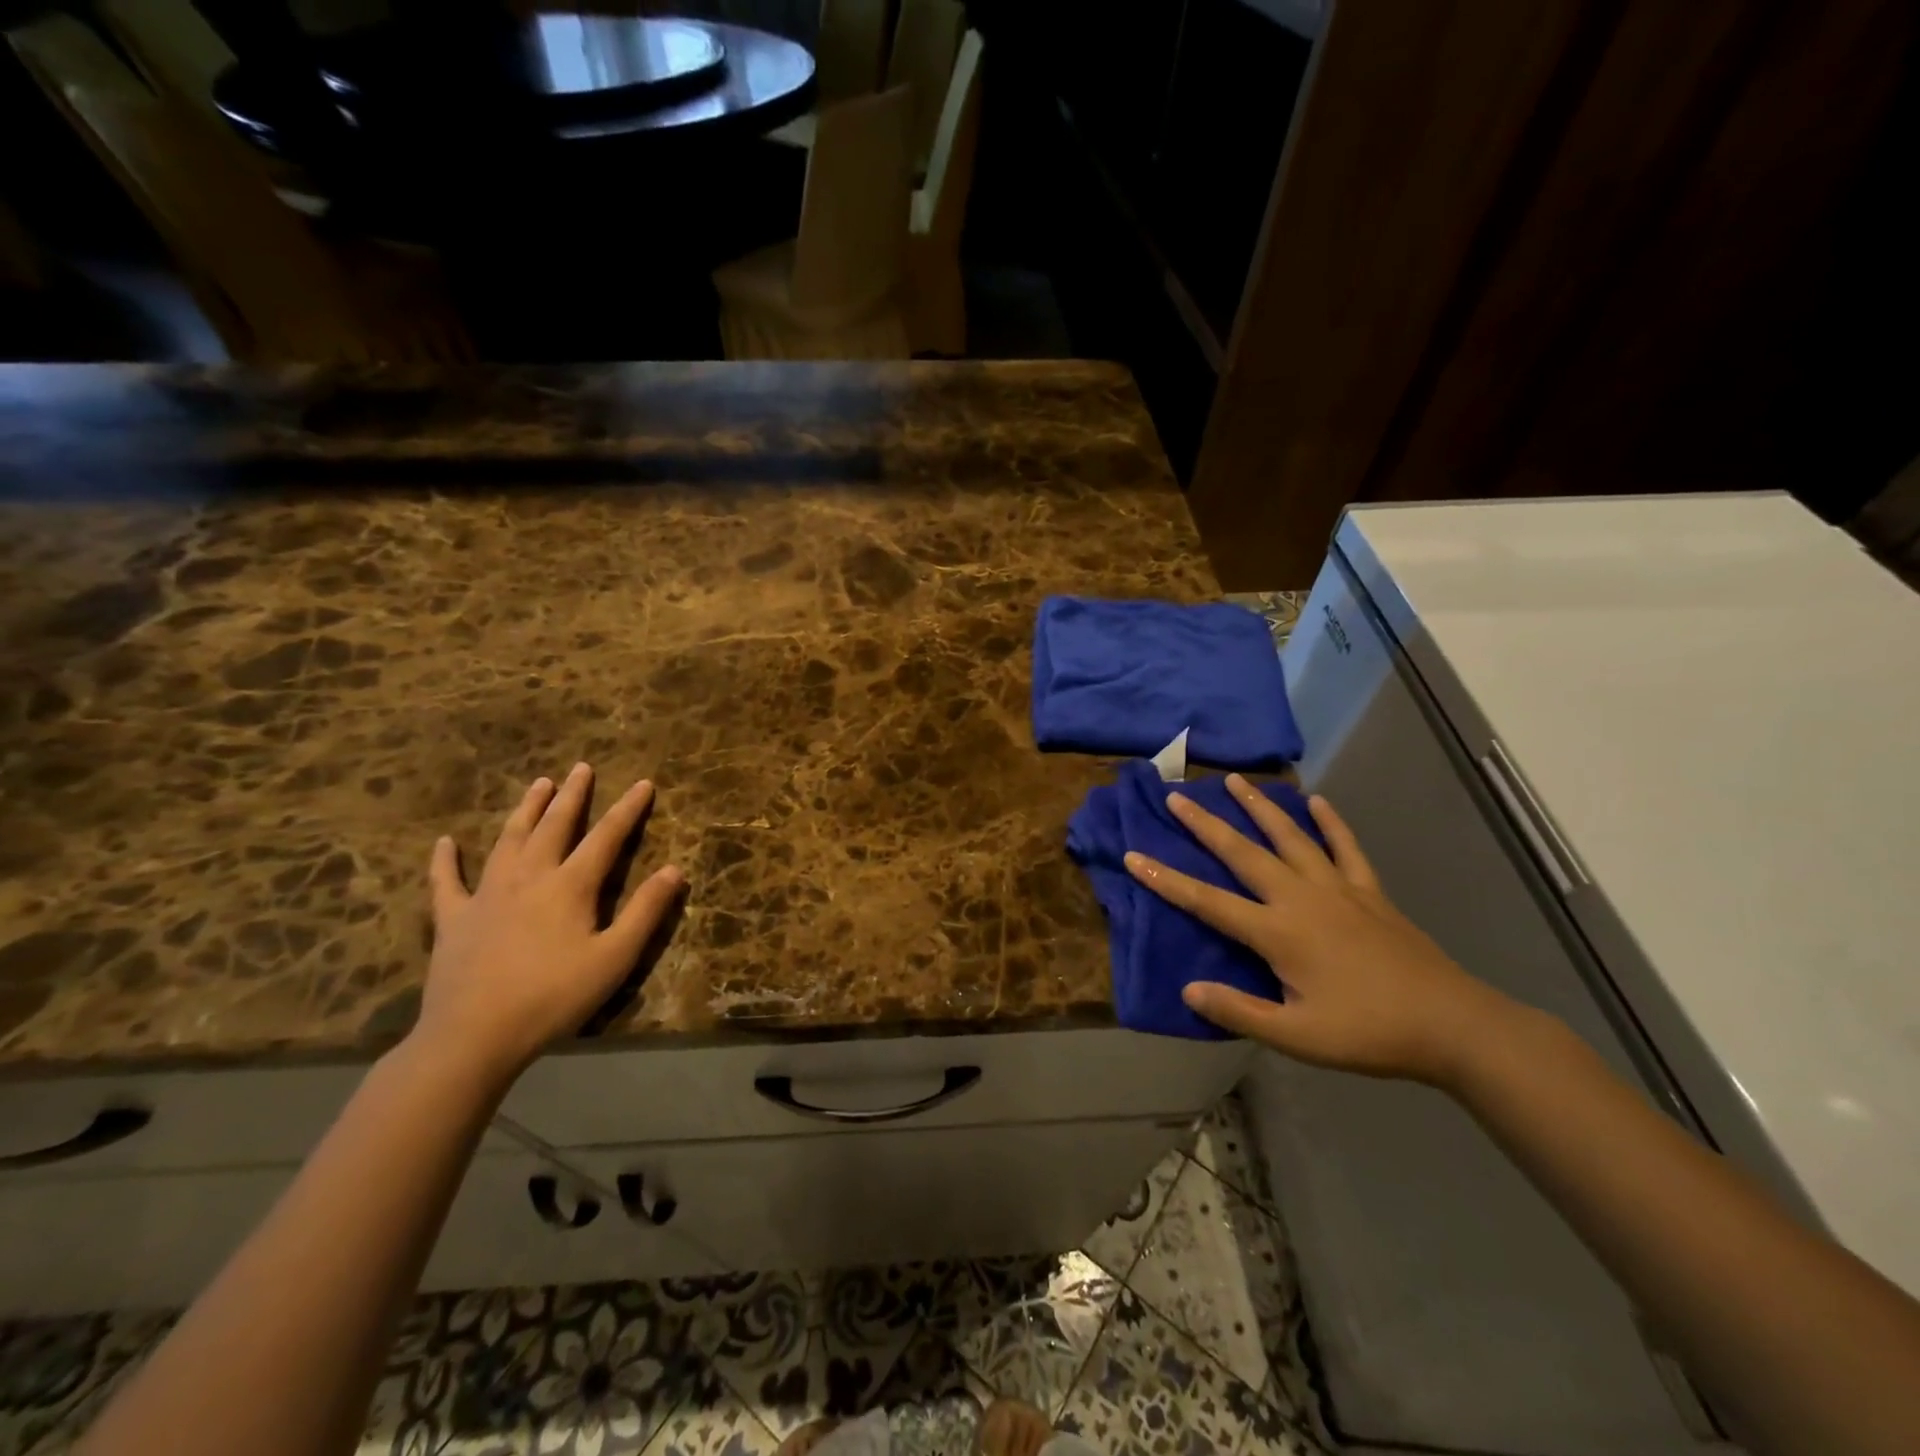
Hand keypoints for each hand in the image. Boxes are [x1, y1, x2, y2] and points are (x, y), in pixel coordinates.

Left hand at [415, 764, 684, 1082]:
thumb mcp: (615, 958)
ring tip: (538, 784)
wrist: (473, 1036)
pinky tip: (444, 843)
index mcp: (570, 886)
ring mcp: (486, 895)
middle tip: (581, 768)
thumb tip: (674, 869)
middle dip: (572, 796)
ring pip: (509, 840)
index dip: (628, 809)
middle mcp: (529, 877)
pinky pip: (446, 882)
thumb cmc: (553, 997)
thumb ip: (646, 911)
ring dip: (525, 810)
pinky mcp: (453, 919)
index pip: (606, 837)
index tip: (644, 783)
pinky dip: (445, 861)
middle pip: (554, 826)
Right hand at [1125, 776, 1523, 1086]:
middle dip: (1206, 824)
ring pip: (1290, 837)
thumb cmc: (1368, 1033)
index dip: (1166, 880)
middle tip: (1177, 796)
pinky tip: (1318, 801)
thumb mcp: (1297, 1037)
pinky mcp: (1370, 892)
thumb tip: (1189, 989)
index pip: (1208, 901)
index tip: (1134, 856)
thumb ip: (1240, 1011)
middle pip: (1243, 854)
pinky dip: (1331, 823)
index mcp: (1278, 932)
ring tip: (1236, 781)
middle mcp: (1301, 898)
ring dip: (1260, 807)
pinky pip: (1346, 848)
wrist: (1452, 1025)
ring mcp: (1338, 889)